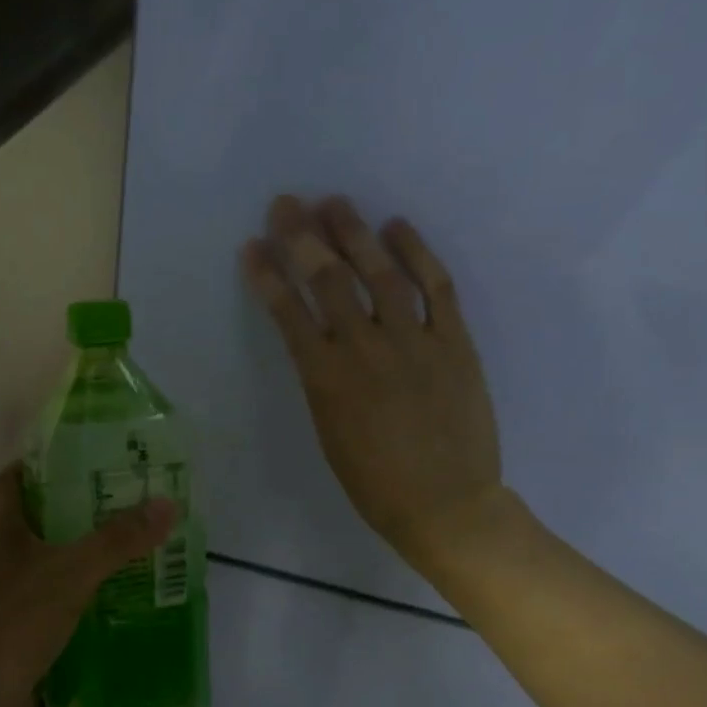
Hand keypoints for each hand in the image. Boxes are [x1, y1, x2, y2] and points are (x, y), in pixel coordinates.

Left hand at [0, 464, 176, 706]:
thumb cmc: (18, 622)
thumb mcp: (73, 572)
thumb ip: (117, 540)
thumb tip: (166, 505)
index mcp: (0, 533)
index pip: (11, 481)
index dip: (38, 463)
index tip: (80, 455)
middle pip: (35, 519)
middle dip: (74, 507)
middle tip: (122, 497)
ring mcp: (8, 597)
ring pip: (48, 561)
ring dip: (81, 551)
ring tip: (129, 541)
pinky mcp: (22, 629)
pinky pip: (56, 599)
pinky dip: (82, 592)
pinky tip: (117, 594)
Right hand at [241, 195, 508, 579]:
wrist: (446, 504)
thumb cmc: (374, 483)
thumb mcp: (328, 433)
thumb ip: (321, 380)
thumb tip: (317, 342)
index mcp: (326, 378)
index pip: (289, 313)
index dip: (268, 275)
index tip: (252, 247)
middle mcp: (365, 349)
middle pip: (330, 280)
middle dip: (303, 237)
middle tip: (287, 204)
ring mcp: (414, 340)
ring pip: (381, 273)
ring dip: (355, 233)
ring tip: (335, 202)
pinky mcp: (454, 342)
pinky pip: (437, 286)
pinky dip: (417, 252)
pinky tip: (397, 227)